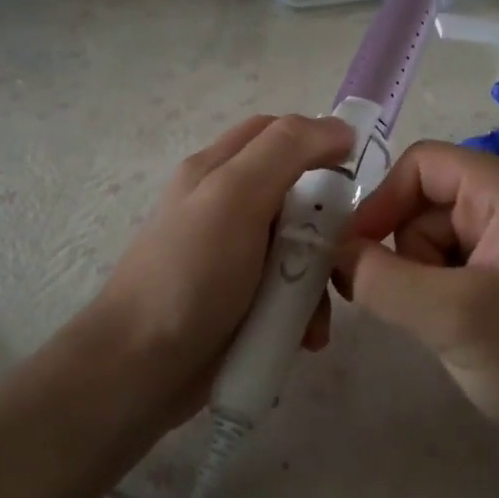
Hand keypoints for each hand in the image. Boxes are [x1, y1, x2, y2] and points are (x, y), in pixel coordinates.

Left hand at [85, 114, 353, 424]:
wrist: (139, 370)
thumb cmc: (190, 275)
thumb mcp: (236, 196)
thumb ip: (286, 151)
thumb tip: (340, 127)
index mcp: (218, 169)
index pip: (278, 133)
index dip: (320, 142)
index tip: (359, 175)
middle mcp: (225, 206)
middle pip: (295, 194)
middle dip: (326, 226)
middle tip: (343, 252)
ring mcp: (232, 257)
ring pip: (297, 249)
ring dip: (317, 280)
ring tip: (318, 315)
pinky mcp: (240, 302)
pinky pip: (286, 292)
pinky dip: (302, 312)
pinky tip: (304, 337)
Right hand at [335, 141, 498, 447]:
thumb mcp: (453, 317)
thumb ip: (381, 279)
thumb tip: (333, 252)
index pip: (421, 165)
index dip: (379, 204)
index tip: (352, 259)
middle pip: (425, 204)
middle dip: (408, 255)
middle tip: (421, 309)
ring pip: (435, 240)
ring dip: (424, 281)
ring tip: (451, 326)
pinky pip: (456, 265)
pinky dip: (442, 294)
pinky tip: (464, 331)